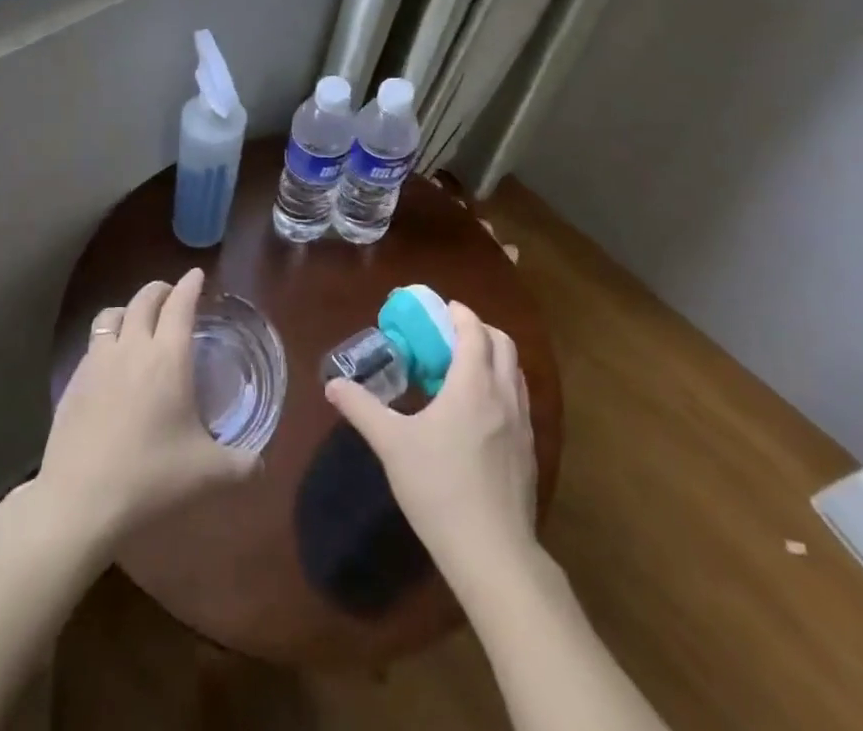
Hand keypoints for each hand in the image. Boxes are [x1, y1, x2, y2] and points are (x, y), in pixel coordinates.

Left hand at [35, 268, 259, 552]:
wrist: (78, 503)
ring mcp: (97, 362)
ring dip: (129, 308)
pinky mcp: (73, 382)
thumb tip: (261, 464)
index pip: (181, 304)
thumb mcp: (207, 475)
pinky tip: (111, 361)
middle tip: (172, 294)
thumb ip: (241, 465)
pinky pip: (92, 343)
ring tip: (137, 320)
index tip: (197, 275)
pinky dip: (107, 338)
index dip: (190, 285)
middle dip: (161, 289)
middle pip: (145, 299)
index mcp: (168, 358)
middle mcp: (132, 348)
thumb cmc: (150, 478)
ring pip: (112, 314)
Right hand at [325, 299, 536, 582]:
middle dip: (479, 331)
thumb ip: (362, 408)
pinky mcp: (530, 452)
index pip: (475, 330)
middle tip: (450, 337)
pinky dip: (502, 389)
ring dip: (493, 359)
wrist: (493, 553)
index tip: (441, 310)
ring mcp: (523, 425)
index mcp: (473, 384)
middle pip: (503, 344)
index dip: (460, 314)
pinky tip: (479, 416)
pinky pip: (519, 402)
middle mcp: (504, 395)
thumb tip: (332, 385)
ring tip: (463, 372)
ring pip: (515, 373)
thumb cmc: (439, 488)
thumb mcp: (392, 444)